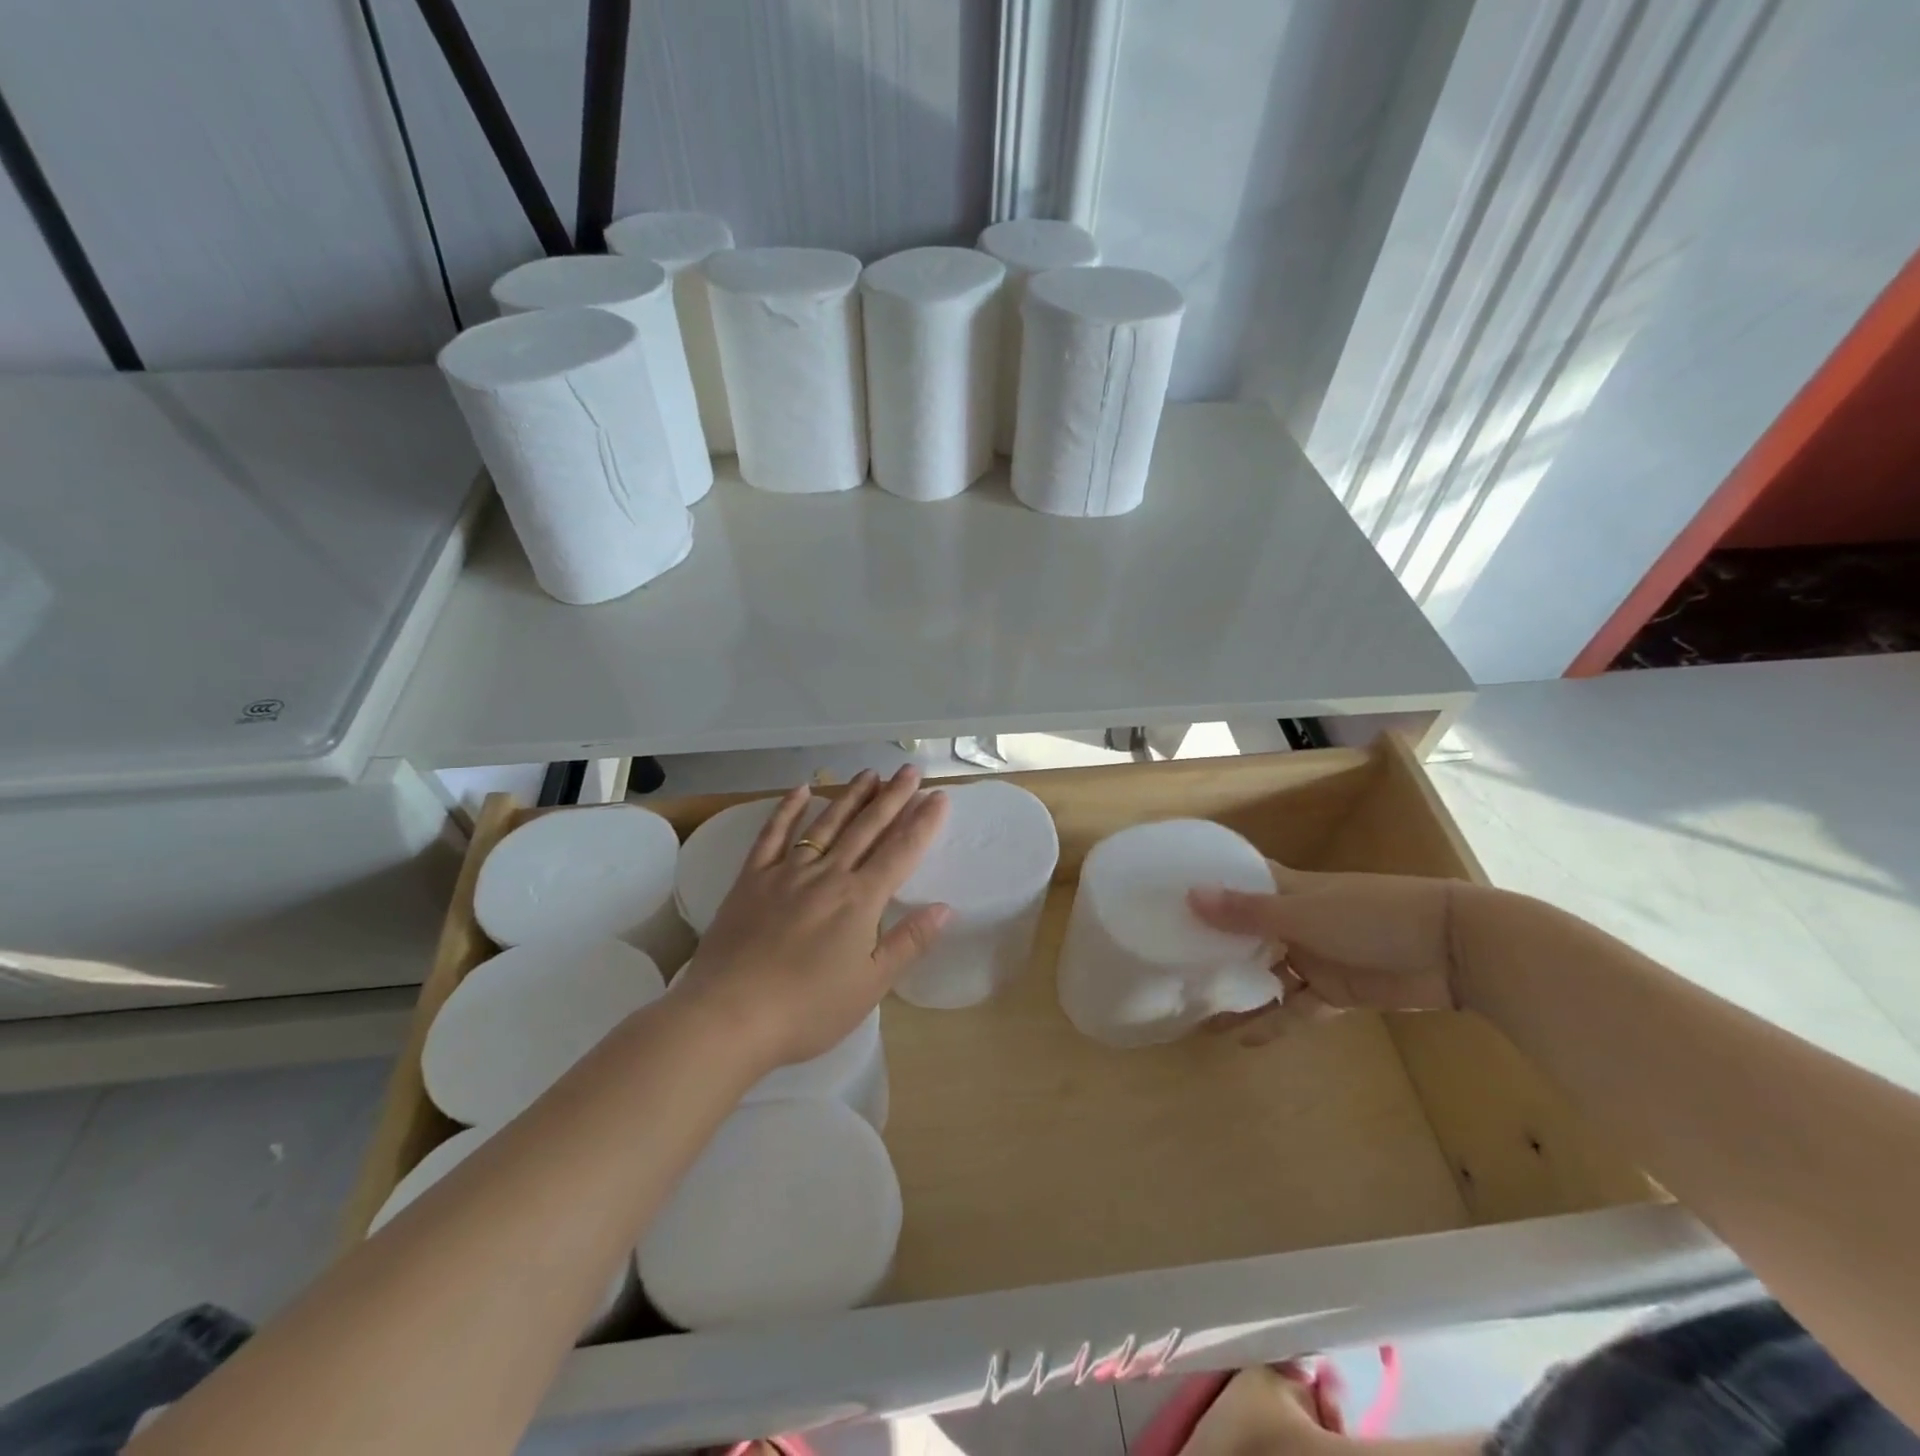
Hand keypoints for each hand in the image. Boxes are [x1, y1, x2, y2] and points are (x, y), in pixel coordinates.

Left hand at [671, 766, 951, 1069]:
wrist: (729, 1016)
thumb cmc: (807, 1009)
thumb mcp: (870, 986)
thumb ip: (908, 942)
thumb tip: (945, 907)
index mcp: (860, 900)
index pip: (900, 851)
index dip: (923, 822)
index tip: (939, 796)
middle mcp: (827, 875)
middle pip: (866, 828)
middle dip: (892, 797)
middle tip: (910, 771)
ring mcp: (786, 872)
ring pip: (825, 824)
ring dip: (850, 797)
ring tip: (870, 774)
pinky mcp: (751, 879)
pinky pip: (772, 835)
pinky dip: (787, 810)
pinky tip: (801, 790)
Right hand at [1187, 861, 1471, 1042]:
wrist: (1452, 949)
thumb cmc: (1373, 916)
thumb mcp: (1305, 913)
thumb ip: (1248, 912)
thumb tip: (1189, 896)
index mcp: (1286, 890)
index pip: (1239, 882)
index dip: (1208, 888)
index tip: (1167, 898)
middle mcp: (1295, 920)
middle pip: (1246, 932)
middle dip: (1215, 947)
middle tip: (1171, 963)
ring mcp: (1315, 956)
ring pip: (1267, 973)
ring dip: (1240, 989)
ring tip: (1199, 1007)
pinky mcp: (1336, 991)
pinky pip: (1296, 1008)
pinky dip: (1272, 1021)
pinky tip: (1241, 1038)